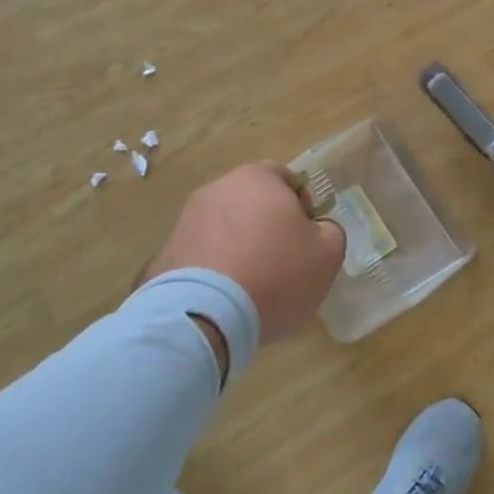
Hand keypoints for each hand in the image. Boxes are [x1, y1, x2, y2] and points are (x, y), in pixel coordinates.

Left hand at [140, 163, 345, 347]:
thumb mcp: (328, 253)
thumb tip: (316, 231)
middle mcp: (217, 189)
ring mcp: (185, 221)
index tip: (306, 237)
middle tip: (283, 263)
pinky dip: (215, 272)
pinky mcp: (164, 255)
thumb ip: (329, 232)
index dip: (301, 206)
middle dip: (267, 227)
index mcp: (257, 178)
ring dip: (239, 249)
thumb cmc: (276, 273)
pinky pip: (201, 257)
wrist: (204, 315)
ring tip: (251, 287)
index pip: (286, 178)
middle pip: (252, 203)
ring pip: (225, 229)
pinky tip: (225, 300)